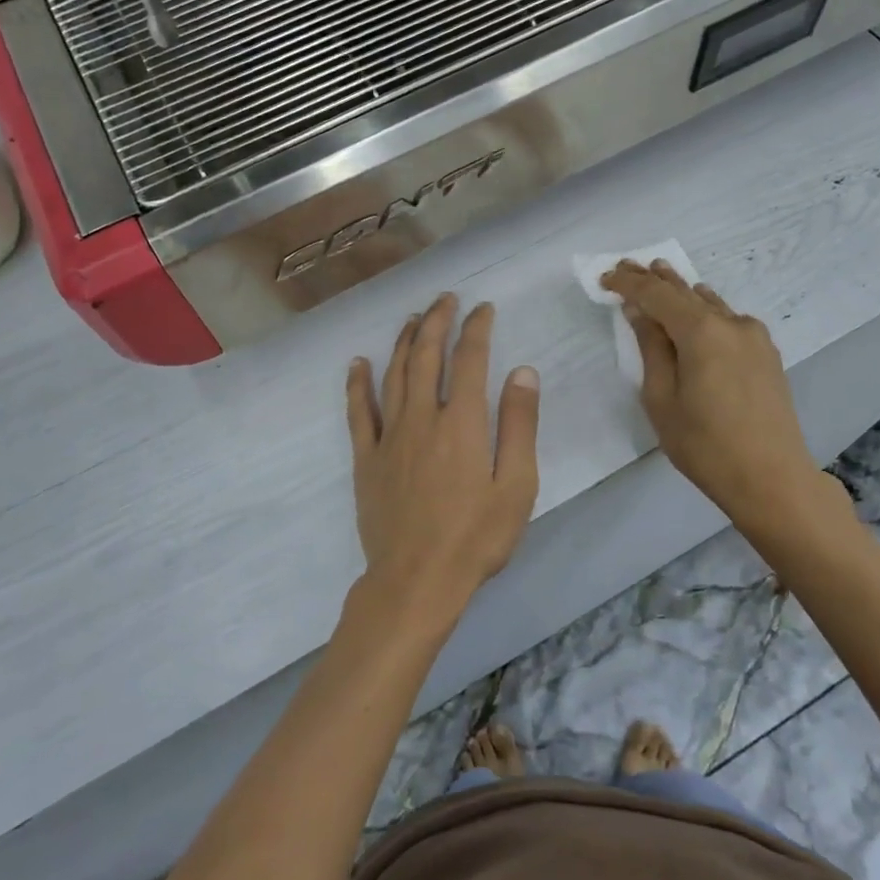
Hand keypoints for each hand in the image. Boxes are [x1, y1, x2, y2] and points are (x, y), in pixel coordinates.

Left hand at [345, 294, 540, 632]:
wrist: (416, 580)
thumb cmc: (476, 537)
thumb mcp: (516, 485)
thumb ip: (519, 425)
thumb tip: (522, 371)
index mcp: (463, 422)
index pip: (470, 359)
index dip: (477, 328)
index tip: (483, 309)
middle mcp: (422, 417)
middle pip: (426, 355)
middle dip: (437, 321)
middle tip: (445, 299)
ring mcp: (389, 436)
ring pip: (394, 374)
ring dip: (403, 341)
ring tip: (412, 319)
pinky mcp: (366, 458)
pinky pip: (358, 411)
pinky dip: (358, 383)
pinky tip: (358, 362)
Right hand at [601, 260, 850, 539]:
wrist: (772, 478)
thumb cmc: (705, 445)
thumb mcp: (662, 399)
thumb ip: (651, 349)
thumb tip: (639, 312)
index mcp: (701, 332)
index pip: (657, 295)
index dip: (629, 284)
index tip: (605, 278)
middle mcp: (731, 323)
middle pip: (685, 291)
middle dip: (654, 278)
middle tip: (627, 265)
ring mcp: (754, 336)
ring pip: (709, 302)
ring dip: (681, 291)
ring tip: (658, 276)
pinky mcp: (766, 353)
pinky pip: (727, 319)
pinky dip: (705, 310)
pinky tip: (697, 310)